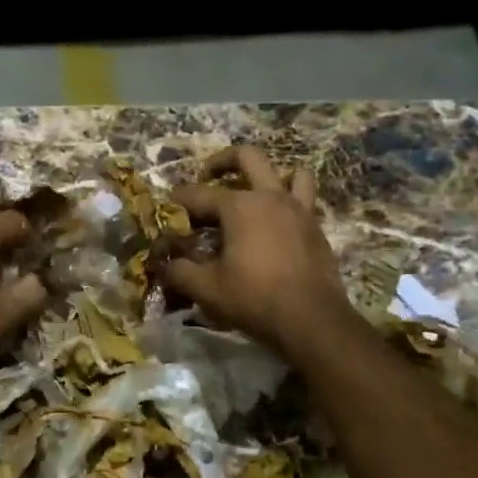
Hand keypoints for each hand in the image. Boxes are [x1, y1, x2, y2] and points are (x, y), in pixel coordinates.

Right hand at [163, 146, 352, 358]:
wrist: (311, 320)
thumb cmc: (254, 298)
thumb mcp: (206, 288)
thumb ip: (179, 271)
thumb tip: (161, 265)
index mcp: (239, 206)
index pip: (198, 194)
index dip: (178, 200)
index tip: (166, 208)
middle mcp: (270, 197)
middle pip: (247, 157)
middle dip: (223, 160)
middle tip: (208, 174)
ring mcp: (298, 209)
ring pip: (289, 173)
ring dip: (271, 176)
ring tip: (255, 192)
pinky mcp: (316, 228)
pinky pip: (305, 200)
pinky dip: (290, 202)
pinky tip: (277, 224)